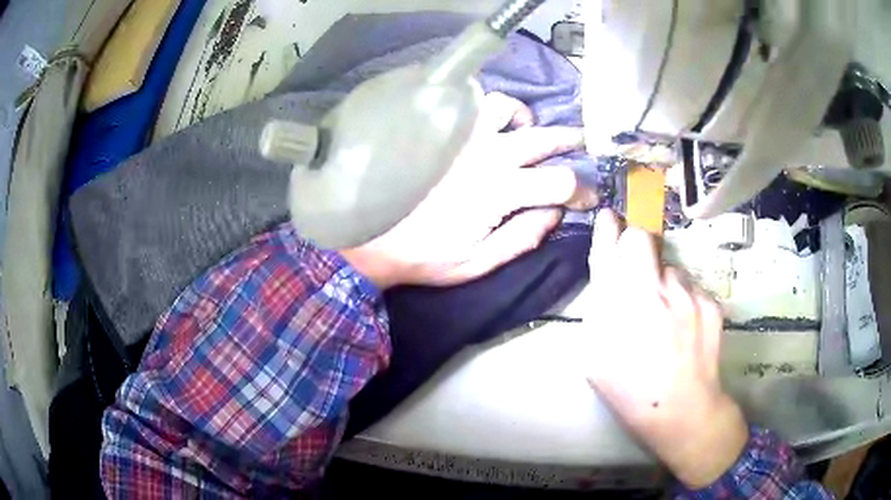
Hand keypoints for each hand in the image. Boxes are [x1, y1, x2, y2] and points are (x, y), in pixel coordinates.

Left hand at [341, 92, 598, 288]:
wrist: (372, 236)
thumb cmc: (425, 254)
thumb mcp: (478, 261)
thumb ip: (522, 237)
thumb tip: (555, 214)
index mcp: (501, 191)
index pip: (560, 182)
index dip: (582, 190)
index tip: (589, 197)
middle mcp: (489, 155)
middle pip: (544, 139)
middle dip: (571, 140)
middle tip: (584, 142)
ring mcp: (464, 137)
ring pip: (509, 109)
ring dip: (528, 119)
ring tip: (531, 130)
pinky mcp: (444, 131)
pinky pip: (474, 104)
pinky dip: (492, 108)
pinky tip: (494, 122)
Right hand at [585, 210, 747, 488]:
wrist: (681, 409)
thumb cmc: (629, 389)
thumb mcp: (596, 354)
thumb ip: (600, 308)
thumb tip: (607, 276)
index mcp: (619, 303)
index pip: (611, 245)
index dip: (608, 228)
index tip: (609, 218)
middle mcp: (654, 288)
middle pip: (642, 238)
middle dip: (636, 247)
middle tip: (638, 275)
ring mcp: (687, 293)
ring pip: (670, 265)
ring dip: (663, 279)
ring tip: (665, 314)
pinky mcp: (710, 301)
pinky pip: (691, 286)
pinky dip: (684, 297)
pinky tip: (684, 326)